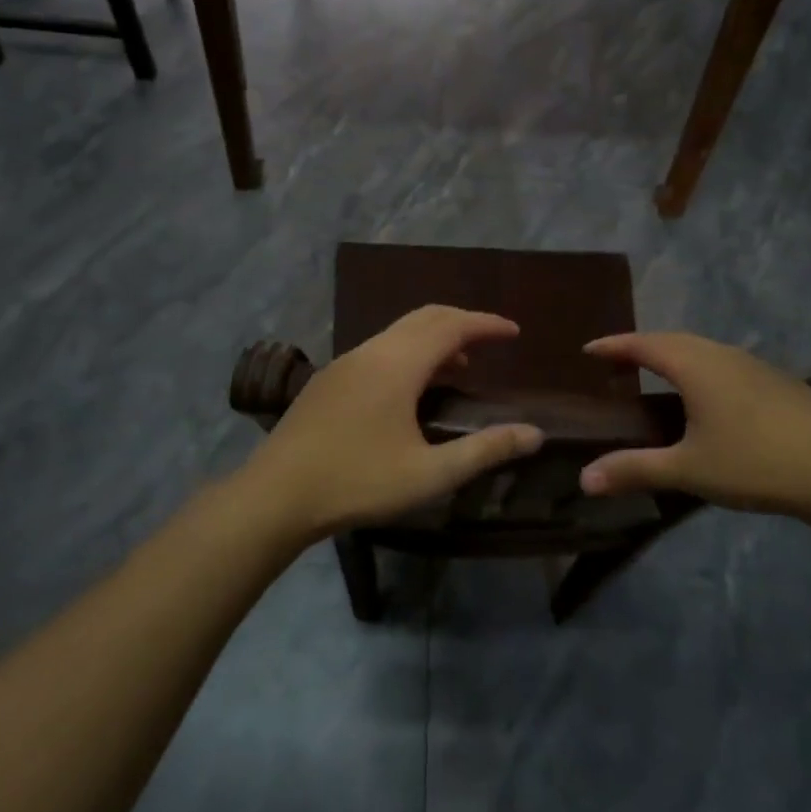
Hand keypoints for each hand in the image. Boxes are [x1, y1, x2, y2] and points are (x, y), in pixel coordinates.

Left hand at [242, 306, 543, 539]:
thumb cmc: (357, 482)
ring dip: (434, 339)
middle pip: (425, 318)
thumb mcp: (429, 474)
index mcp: (398, 364)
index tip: (514, 332)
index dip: (486, 324)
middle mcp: (372, 351)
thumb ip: (485, 451)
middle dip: (462, 322)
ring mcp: (346, 361)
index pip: (451, 325)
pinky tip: (413, 388)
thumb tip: (534, 434)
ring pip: (399, 332)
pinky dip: (410, 352)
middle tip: (492, 340)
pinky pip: (381, 348)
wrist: (276, 494)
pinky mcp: (330, 378)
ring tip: (461, 367)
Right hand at [579, 332, 810, 520]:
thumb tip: (583, 479)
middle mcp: (722, 355)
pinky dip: (700, 365)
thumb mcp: (688, 471)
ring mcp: (754, 364)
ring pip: (702, 348)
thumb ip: (635, 470)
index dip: (614, 345)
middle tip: (617, 361)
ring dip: (673, 353)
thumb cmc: (755, 464)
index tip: (588, 349)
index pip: (644, 344)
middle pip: (673, 339)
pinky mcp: (778, 380)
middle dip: (641, 346)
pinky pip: (724, 360)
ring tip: (656, 372)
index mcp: (696, 366)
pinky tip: (709, 393)